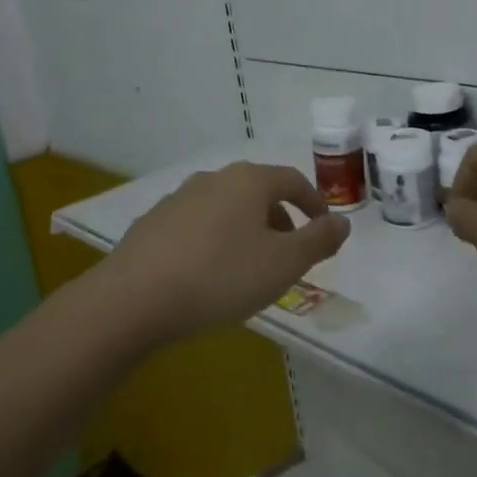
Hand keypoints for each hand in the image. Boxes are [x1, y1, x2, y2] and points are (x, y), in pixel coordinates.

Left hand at [106, 161, 350, 342]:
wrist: (134, 298)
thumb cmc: (221, 276)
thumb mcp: (284, 264)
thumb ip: (319, 240)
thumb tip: (342, 221)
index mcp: (249, 181)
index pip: (293, 180)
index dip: (314, 203)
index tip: (323, 228)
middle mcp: (214, 178)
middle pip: (258, 192)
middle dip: (280, 219)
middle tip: (288, 254)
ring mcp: (179, 198)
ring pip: (226, 208)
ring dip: (245, 230)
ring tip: (249, 267)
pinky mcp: (153, 222)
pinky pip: (197, 225)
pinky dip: (214, 240)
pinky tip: (207, 274)